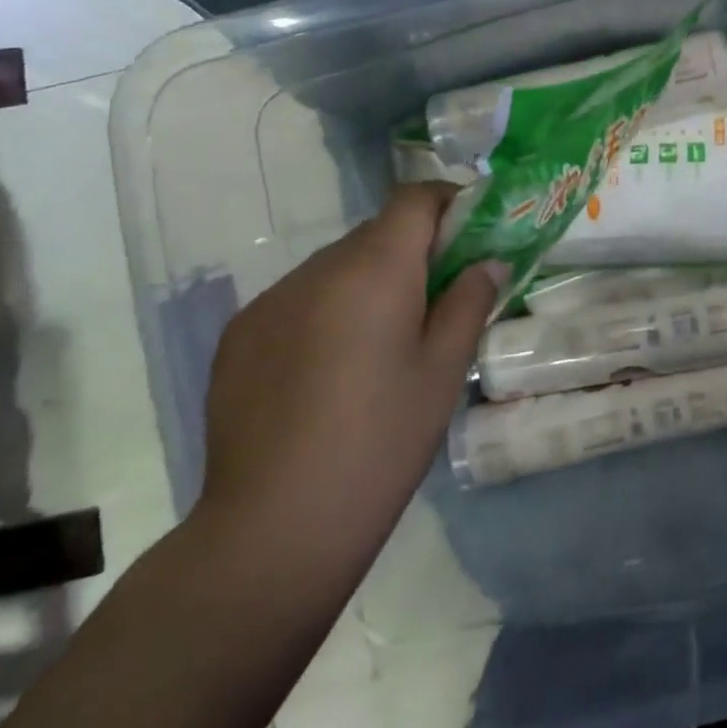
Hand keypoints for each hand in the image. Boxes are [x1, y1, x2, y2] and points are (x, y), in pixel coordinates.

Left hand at [195, 183, 503, 575]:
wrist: (274, 528)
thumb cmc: (381, 442)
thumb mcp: (443, 370)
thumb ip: (469, 301)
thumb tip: (488, 261)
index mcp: (374, 269)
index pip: (414, 199)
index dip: (448, 203)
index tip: (471, 233)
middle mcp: (316, 269)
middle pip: (375, 233)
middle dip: (412, 249)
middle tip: (437, 297)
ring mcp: (270, 301)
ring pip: (335, 266)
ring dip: (366, 281)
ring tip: (380, 342)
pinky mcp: (239, 335)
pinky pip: (297, 299)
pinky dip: (325, 310)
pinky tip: (329, 370)